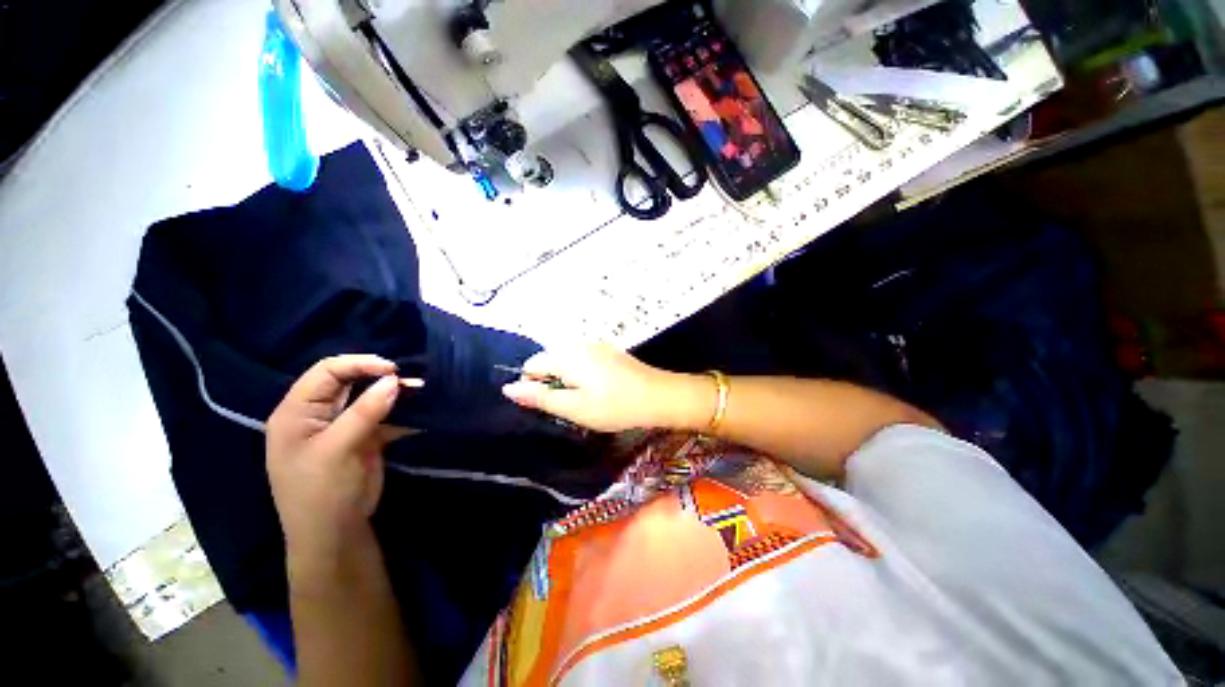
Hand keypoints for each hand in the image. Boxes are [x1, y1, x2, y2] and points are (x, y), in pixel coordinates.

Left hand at [266, 355, 418, 561]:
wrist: (335, 534)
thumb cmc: (321, 492)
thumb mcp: (337, 449)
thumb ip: (364, 412)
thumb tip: (395, 379)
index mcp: (297, 412)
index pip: (326, 372)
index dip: (359, 364)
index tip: (393, 370)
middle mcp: (318, 414)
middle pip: (349, 381)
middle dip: (380, 377)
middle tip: (411, 380)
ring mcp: (342, 426)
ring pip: (370, 397)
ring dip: (394, 393)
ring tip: (420, 390)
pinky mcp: (363, 438)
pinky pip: (383, 416)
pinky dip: (401, 412)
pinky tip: (419, 411)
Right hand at [502, 344, 701, 432]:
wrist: (658, 396)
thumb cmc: (614, 406)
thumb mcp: (574, 407)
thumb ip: (540, 397)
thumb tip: (508, 388)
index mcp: (566, 355)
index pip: (532, 364)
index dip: (532, 385)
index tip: (549, 405)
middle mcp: (579, 344)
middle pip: (550, 360)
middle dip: (551, 382)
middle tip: (569, 406)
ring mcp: (596, 345)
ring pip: (567, 360)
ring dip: (567, 379)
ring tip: (584, 400)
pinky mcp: (609, 351)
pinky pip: (584, 359)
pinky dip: (582, 374)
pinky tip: (598, 390)